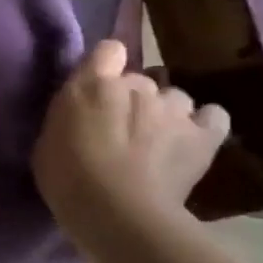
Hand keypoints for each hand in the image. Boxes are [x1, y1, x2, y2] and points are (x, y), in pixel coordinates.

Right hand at [33, 40, 229, 229]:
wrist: (117, 213)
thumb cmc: (67, 178)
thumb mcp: (48, 138)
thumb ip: (69, 115)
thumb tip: (82, 113)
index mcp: (93, 83)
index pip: (109, 49)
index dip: (106, 65)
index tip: (98, 87)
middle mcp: (137, 86)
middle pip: (141, 79)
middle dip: (133, 98)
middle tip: (122, 128)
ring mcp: (173, 108)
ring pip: (175, 97)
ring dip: (166, 112)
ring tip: (158, 139)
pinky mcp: (203, 136)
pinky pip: (214, 117)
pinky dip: (204, 125)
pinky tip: (192, 139)